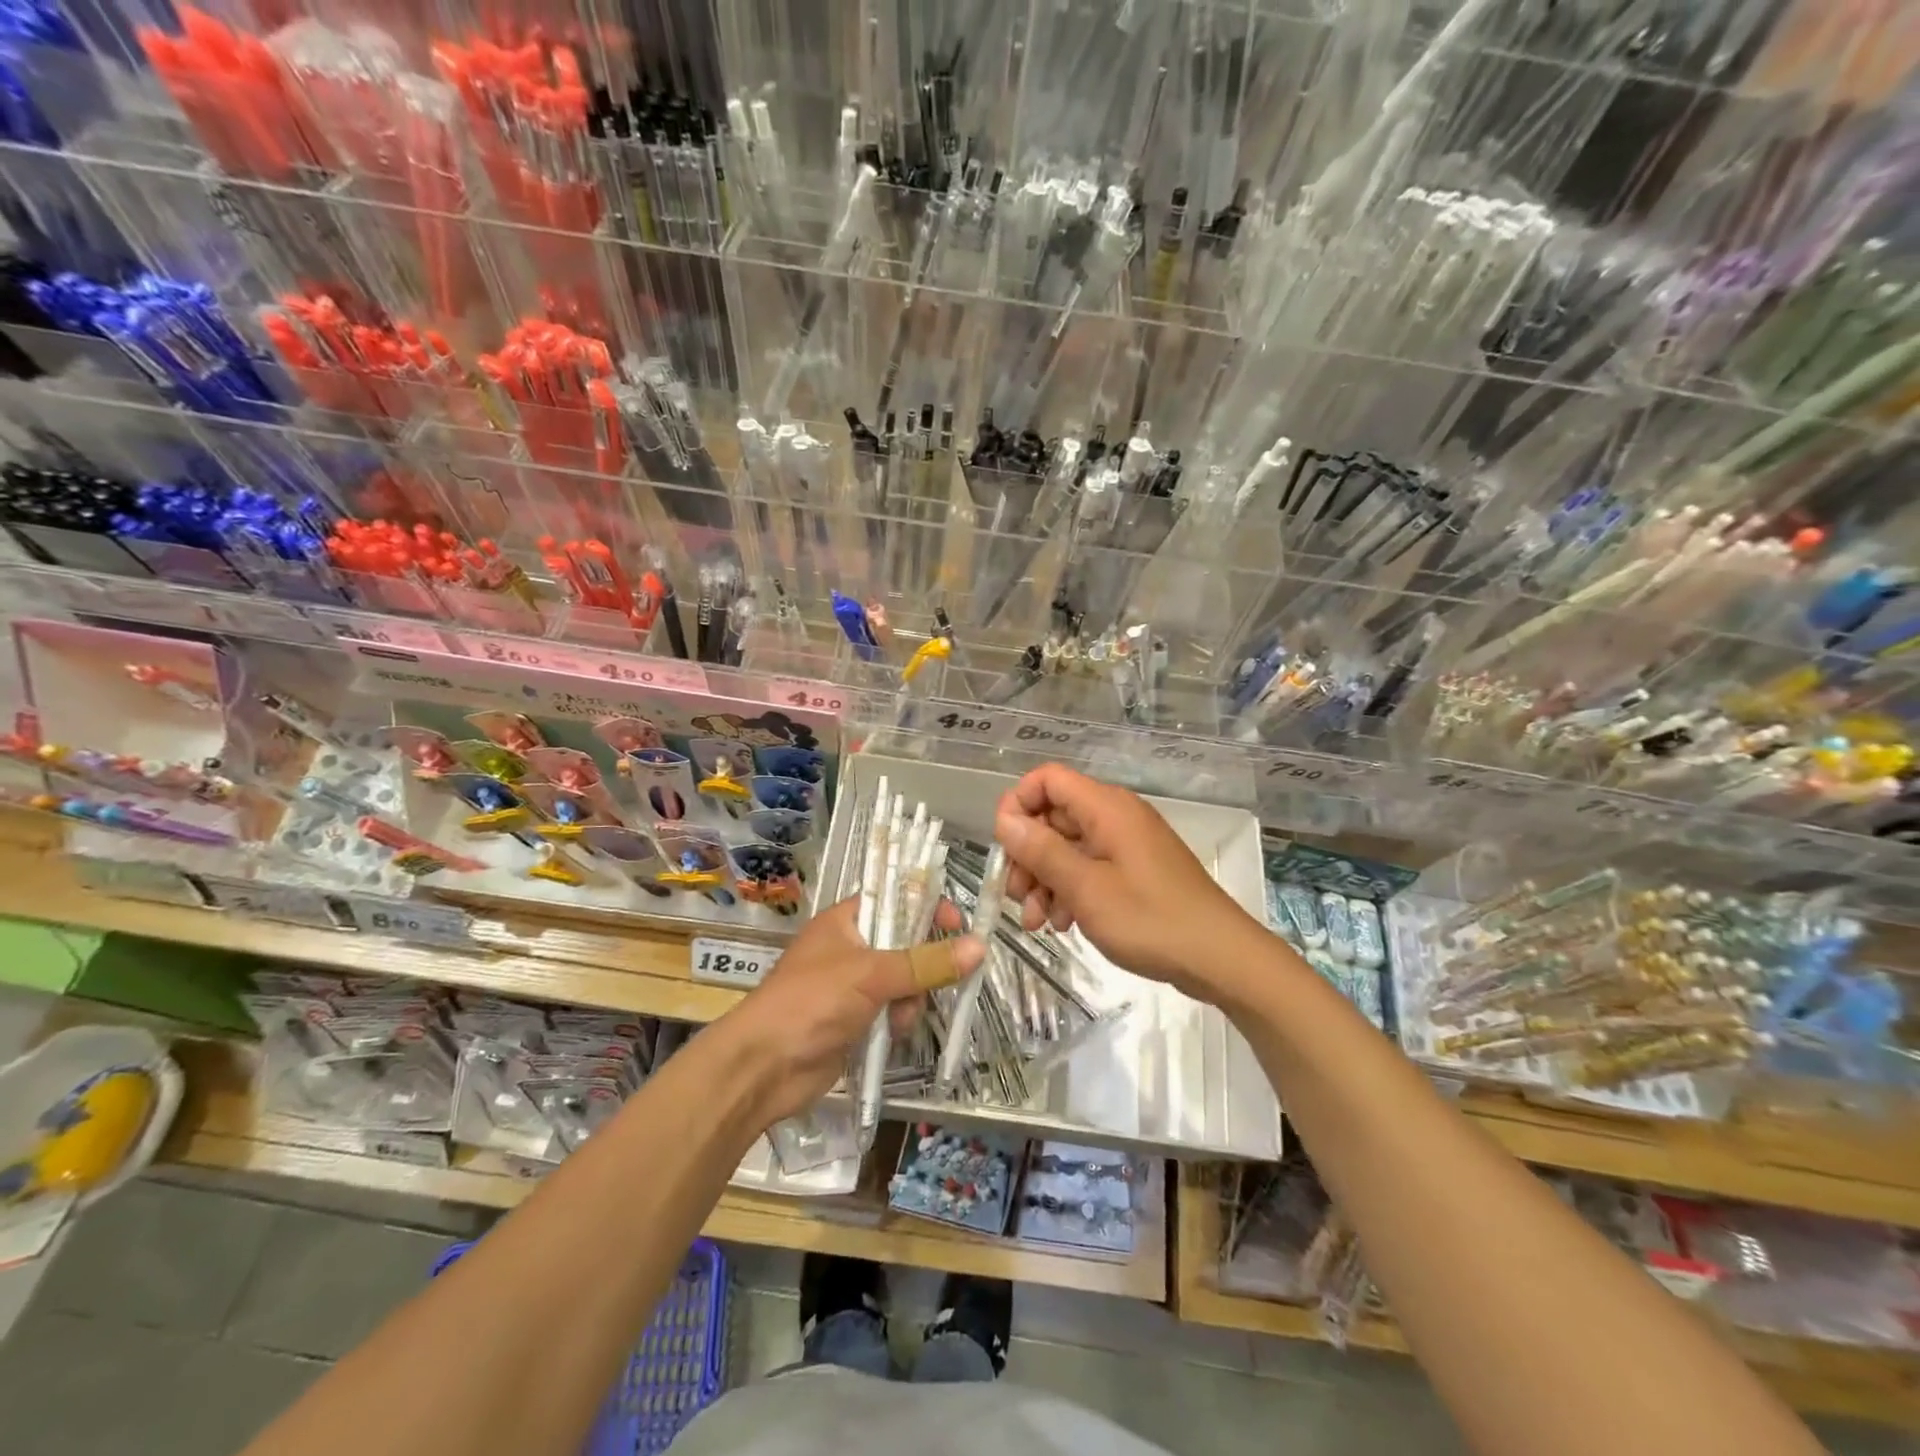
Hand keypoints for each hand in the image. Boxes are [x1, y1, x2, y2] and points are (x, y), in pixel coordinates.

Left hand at [719, 898, 984, 1127]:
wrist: (763, 1067)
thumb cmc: (811, 1002)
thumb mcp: (871, 975)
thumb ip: (926, 962)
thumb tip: (980, 946)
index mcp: (846, 920)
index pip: (896, 898)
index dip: (926, 907)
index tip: (956, 925)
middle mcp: (850, 947)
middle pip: (905, 942)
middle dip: (922, 963)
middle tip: (937, 978)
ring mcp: (852, 985)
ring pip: (904, 980)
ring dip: (911, 997)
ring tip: (901, 1016)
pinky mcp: (855, 1019)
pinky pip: (892, 1010)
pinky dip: (898, 1020)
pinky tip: (892, 1033)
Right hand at [994, 763, 1261, 1001]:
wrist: (1219, 958)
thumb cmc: (1150, 919)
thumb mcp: (1085, 888)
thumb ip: (1041, 851)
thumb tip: (1004, 820)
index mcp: (1106, 807)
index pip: (1047, 779)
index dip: (1018, 804)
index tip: (1006, 847)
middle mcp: (1115, 817)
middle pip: (1054, 817)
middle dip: (1028, 855)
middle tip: (1016, 897)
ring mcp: (1126, 844)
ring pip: (1068, 847)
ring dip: (1045, 880)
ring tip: (1037, 923)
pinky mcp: (1134, 870)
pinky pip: (1089, 868)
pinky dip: (1070, 891)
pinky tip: (1063, 925)